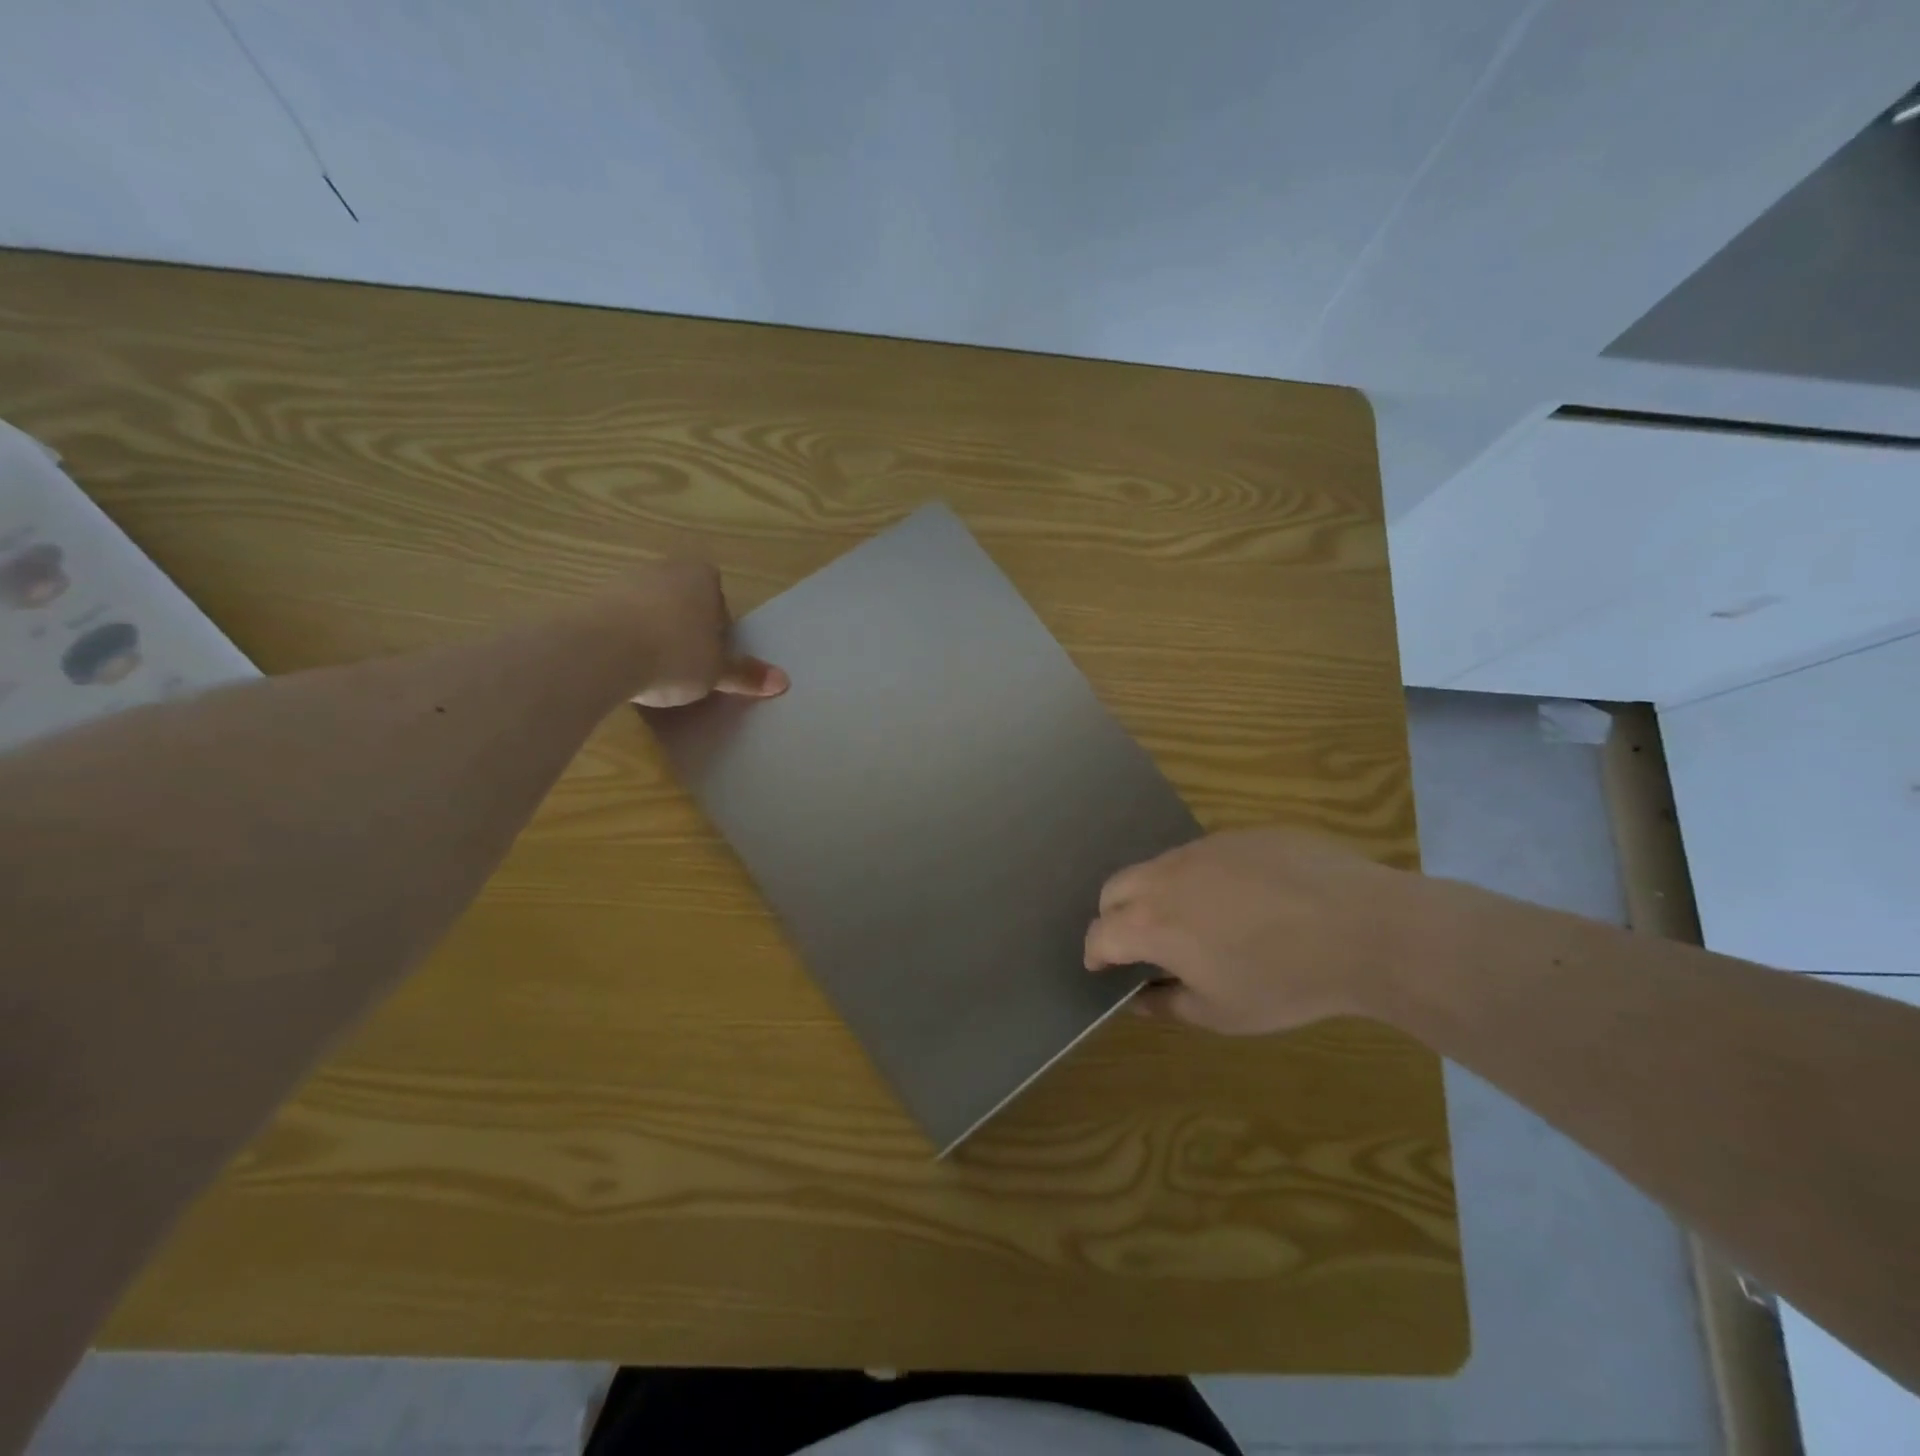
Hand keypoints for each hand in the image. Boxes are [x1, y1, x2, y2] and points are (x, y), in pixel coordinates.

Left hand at [585, 561, 788, 708]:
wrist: (600, 652)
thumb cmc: (674, 654)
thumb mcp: (716, 672)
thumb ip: (746, 674)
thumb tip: (783, 681)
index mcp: (701, 576)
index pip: (718, 597)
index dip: (718, 627)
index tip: (713, 655)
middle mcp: (663, 569)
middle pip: (683, 600)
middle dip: (686, 627)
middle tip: (687, 663)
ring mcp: (623, 581)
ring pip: (650, 608)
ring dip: (654, 632)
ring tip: (654, 669)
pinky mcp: (590, 600)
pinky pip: (618, 620)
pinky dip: (624, 639)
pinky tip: (624, 667)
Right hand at [1083, 827, 1424, 1033]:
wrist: (1363, 927)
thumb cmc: (1285, 982)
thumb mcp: (1223, 1013)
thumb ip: (1169, 1004)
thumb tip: (1139, 998)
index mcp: (1151, 923)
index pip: (1100, 933)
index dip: (1095, 953)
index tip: (1101, 967)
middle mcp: (1165, 876)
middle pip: (1115, 888)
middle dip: (1114, 915)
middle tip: (1139, 942)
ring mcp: (1202, 848)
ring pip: (1157, 866)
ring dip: (1156, 893)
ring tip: (1193, 921)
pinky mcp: (1238, 835)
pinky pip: (1202, 855)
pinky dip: (1200, 877)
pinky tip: (1243, 900)